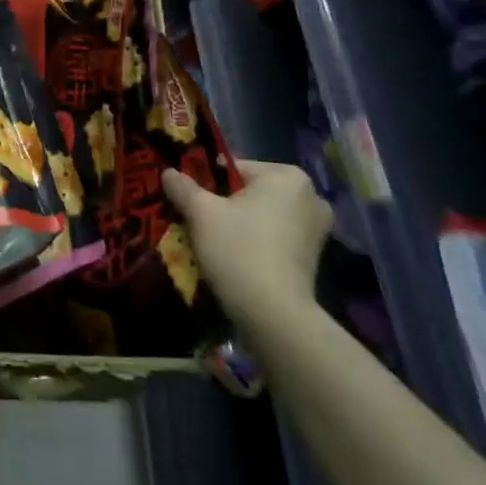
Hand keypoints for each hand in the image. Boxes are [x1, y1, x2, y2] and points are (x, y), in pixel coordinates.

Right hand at [163, 161, 330, 329]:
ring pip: (263, 215)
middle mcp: (310, 196)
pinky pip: (275, 237)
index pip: (233, 168)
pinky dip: (256, 242)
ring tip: (214, 242)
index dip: (206, 183)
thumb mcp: (200, 212)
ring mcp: (317, 229)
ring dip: (240, 224)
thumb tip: (168, 172)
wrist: (274, 316)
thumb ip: (182, 186)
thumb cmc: (238, 250)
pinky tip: (236, 258)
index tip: (188, 201)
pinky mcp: (315, 257)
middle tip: (198, 222)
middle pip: (250, 192)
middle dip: (224, 204)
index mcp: (287, 176)